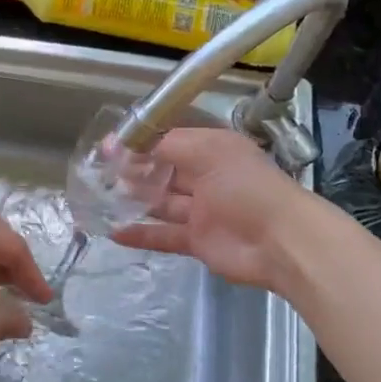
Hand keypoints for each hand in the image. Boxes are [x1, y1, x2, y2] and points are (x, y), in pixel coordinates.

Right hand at [110, 129, 312, 289]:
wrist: (281, 241)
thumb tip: (122, 145)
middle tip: (99, 174)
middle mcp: (206, 176)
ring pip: (161, 203)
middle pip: (164, 171)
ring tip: (100, 199)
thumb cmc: (246, 186)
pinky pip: (164, 235)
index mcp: (211, 149)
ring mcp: (202, 210)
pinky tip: (114, 232)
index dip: (140, 143)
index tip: (108, 148)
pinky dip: (142, 234)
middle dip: (134, 171)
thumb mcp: (207, 152)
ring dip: (134, 201)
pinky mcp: (198, 240)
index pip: (169, 140)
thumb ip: (164, 146)